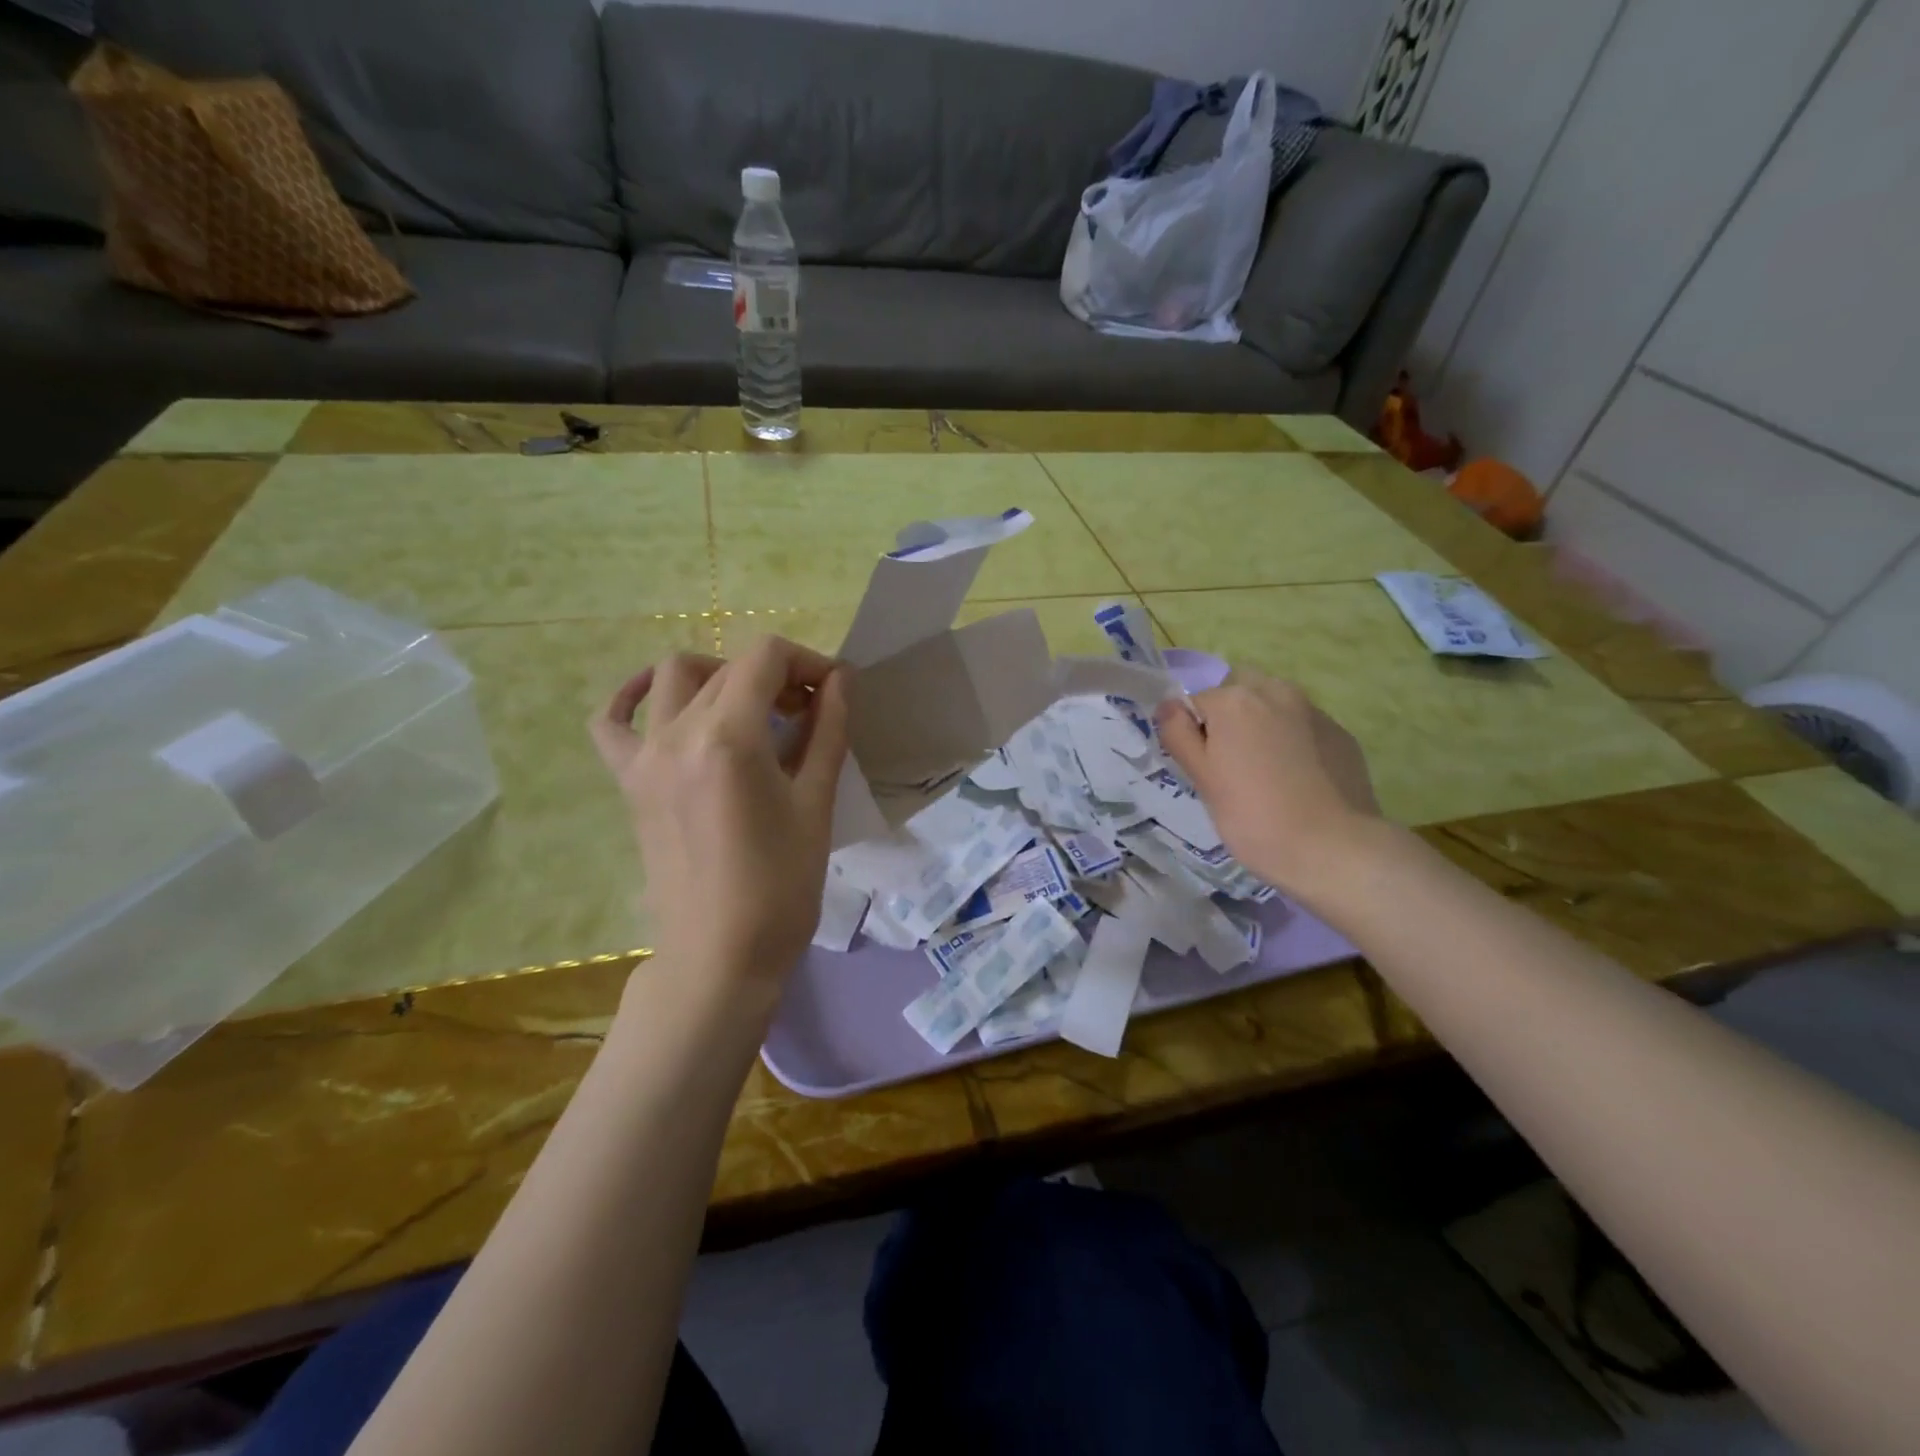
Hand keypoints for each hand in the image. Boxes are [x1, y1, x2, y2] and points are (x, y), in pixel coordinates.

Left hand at [588, 636, 850, 985]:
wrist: (720, 955)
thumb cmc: (782, 886)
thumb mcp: (817, 804)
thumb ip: (829, 731)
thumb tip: (840, 680)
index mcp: (729, 738)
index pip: (766, 658)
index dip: (807, 662)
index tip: (833, 692)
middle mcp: (677, 734)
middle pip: (729, 668)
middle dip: (777, 676)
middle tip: (810, 712)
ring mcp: (644, 756)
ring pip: (674, 677)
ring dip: (719, 675)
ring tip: (750, 710)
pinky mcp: (629, 782)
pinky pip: (612, 721)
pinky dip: (633, 697)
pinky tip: (659, 701)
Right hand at [1155, 676, 1384, 904]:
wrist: (1333, 849)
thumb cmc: (1253, 816)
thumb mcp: (1202, 778)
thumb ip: (1178, 734)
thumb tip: (1169, 706)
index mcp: (1234, 701)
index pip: (1196, 703)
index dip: (1194, 735)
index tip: (1204, 769)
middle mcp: (1276, 692)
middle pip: (1239, 692)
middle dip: (1230, 717)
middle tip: (1231, 764)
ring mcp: (1314, 712)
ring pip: (1274, 706)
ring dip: (1263, 726)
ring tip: (1266, 774)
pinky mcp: (1341, 735)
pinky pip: (1304, 728)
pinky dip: (1294, 743)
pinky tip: (1297, 782)